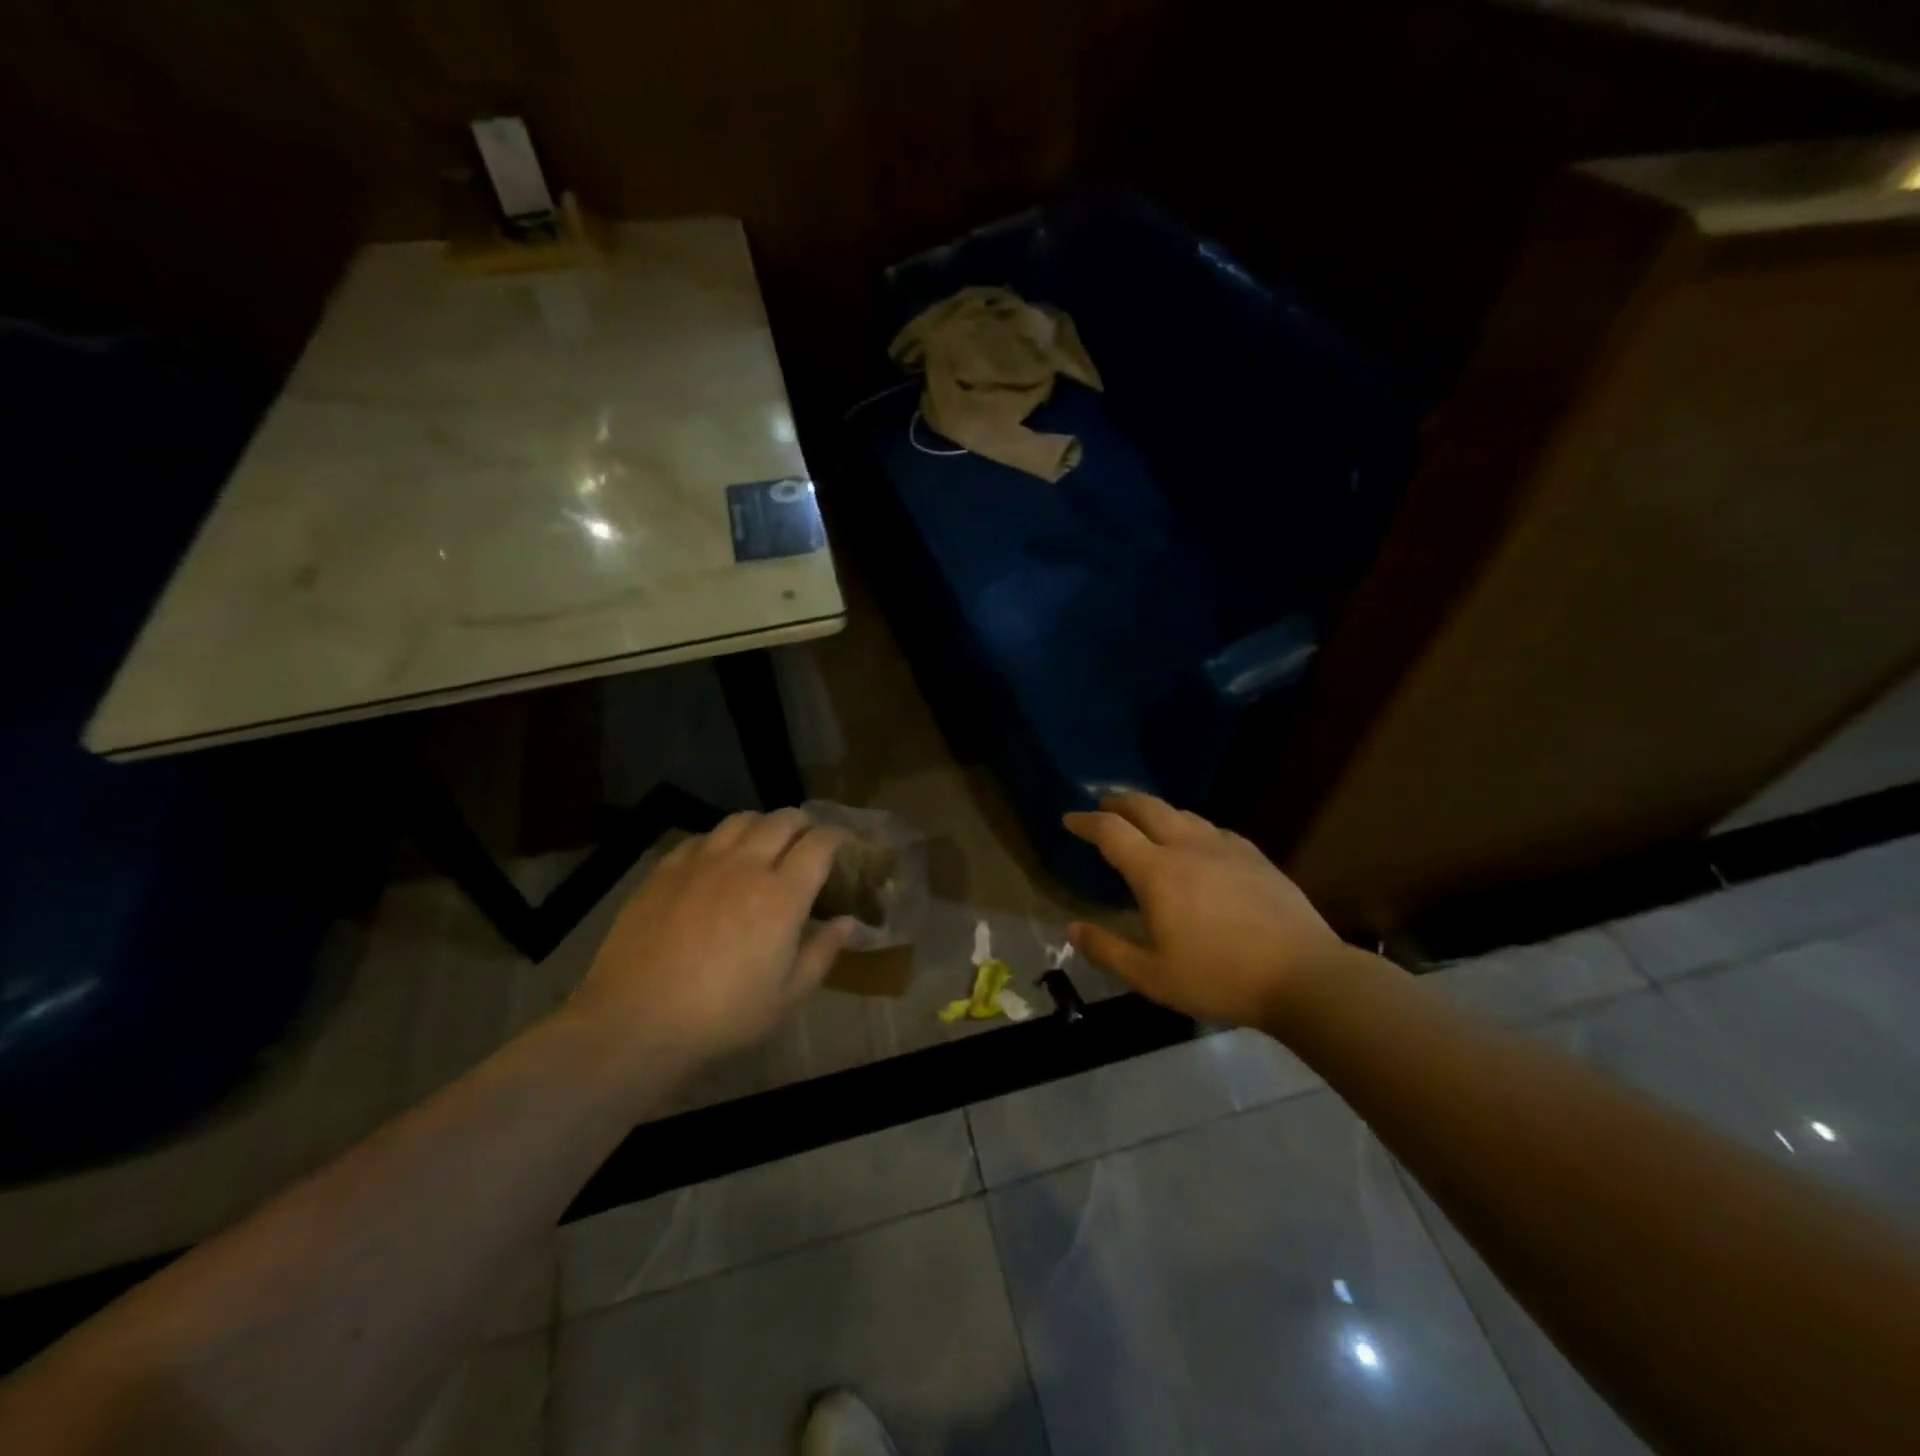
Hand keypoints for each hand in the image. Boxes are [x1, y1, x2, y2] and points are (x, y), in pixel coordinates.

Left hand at [564, 809, 856, 1073]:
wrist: (636, 1021)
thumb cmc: (722, 1016)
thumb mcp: (787, 997)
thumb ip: (822, 953)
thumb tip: (847, 922)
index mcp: (782, 896)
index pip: (819, 844)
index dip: (837, 836)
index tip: (843, 843)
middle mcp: (745, 866)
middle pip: (782, 821)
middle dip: (803, 823)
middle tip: (808, 839)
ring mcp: (701, 863)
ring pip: (741, 820)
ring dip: (762, 824)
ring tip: (765, 840)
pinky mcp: (665, 870)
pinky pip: (701, 837)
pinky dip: (720, 839)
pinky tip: (717, 859)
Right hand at [1063, 794, 1342, 1026]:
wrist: (1305, 976)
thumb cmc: (1220, 978)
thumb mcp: (1153, 977)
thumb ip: (1108, 951)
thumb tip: (1073, 929)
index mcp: (1157, 872)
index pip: (1111, 831)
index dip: (1085, 821)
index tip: (1069, 818)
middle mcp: (1188, 847)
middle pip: (1147, 807)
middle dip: (1120, 802)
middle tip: (1104, 806)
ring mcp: (1226, 848)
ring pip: (1183, 814)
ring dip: (1156, 811)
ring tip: (1146, 822)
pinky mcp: (1255, 856)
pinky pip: (1213, 829)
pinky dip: (1192, 827)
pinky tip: (1198, 843)